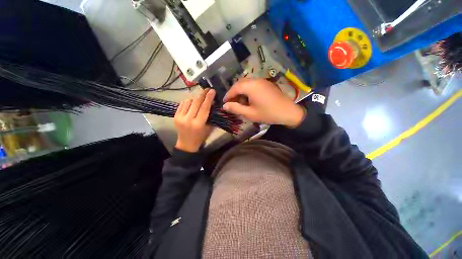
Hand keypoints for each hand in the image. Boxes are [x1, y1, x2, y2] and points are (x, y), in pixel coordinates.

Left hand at [174, 89, 214, 152]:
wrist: (187, 144)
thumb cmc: (201, 137)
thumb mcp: (209, 127)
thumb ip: (211, 116)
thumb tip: (212, 103)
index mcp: (198, 124)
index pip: (204, 108)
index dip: (208, 98)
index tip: (212, 90)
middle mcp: (188, 119)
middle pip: (196, 103)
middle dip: (202, 94)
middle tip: (207, 89)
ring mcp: (180, 117)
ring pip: (188, 101)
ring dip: (195, 98)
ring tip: (200, 98)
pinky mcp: (175, 116)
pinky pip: (182, 104)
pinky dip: (188, 101)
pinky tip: (192, 102)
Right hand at [222, 79, 304, 126]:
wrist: (288, 112)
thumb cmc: (268, 114)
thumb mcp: (249, 114)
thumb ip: (236, 109)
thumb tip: (224, 106)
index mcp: (251, 86)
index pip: (234, 88)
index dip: (228, 95)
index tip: (224, 103)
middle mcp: (255, 80)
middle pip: (240, 83)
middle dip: (234, 93)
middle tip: (231, 103)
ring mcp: (262, 81)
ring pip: (246, 83)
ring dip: (241, 91)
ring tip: (240, 102)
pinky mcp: (266, 83)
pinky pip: (253, 84)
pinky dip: (248, 90)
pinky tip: (249, 99)